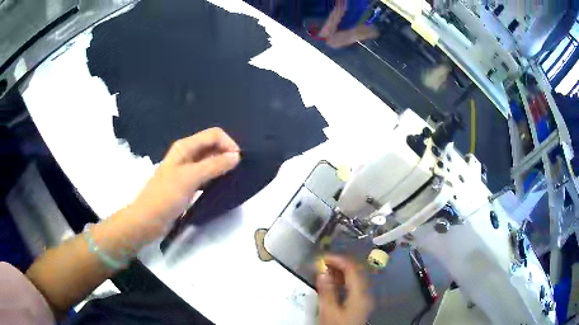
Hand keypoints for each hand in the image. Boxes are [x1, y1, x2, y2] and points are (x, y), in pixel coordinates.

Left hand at [130, 128, 239, 237]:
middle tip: (238, 172)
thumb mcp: (190, 178)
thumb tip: (236, 156)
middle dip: (226, 154)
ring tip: (233, 179)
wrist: (148, 220)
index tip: (238, 162)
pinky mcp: (188, 184)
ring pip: (210, 161)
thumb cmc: (166, 196)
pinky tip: (222, 187)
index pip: (214, 135)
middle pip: (212, 146)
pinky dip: (216, 178)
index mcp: (185, 147)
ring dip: (222, 167)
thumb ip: (214, 165)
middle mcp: (187, 154)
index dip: (228, 144)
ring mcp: (187, 170)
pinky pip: (206, 175)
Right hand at [317, 255, 372, 324]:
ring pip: (355, 277)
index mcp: (360, 293)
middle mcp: (366, 292)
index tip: (322, 258)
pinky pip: (354, 285)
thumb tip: (322, 272)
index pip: (352, 268)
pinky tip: (332, 281)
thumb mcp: (329, 311)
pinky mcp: (361, 302)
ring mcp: (364, 297)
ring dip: (341, 271)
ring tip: (325, 270)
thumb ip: (326, 291)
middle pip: (356, 270)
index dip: (338, 259)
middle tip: (322, 263)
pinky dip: (343, 280)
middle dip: (339, 264)